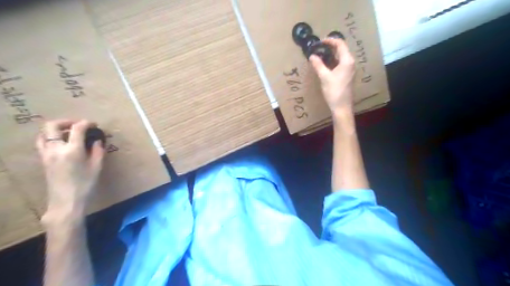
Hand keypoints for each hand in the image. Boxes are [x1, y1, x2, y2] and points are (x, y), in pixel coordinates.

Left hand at [38, 119, 105, 219]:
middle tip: (79, 125)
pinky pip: (42, 142)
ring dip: (56, 129)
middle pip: (53, 126)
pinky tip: (61, 143)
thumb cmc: (86, 184)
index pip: (77, 128)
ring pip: (44, 133)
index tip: (94, 125)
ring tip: (69, 133)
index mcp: (72, 150)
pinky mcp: (43, 160)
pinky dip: (50, 137)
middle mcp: (56, 149)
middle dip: (67, 121)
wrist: (66, 201)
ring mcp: (46, 154)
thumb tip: (97, 140)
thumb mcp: (97, 167)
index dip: (87, 123)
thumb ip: (98, 151)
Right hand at [309, 38, 354, 113]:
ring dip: (331, 54)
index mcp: (347, 60)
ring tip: (320, 54)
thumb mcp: (324, 77)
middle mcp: (351, 63)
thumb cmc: (334, 91)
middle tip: (319, 47)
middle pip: (341, 49)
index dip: (330, 41)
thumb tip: (312, 56)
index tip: (320, 41)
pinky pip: (340, 63)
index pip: (340, 44)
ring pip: (341, 57)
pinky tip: (325, 64)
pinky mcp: (347, 75)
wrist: (342, 106)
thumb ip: (318, 65)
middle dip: (330, 47)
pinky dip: (333, 61)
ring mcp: (350, 69)